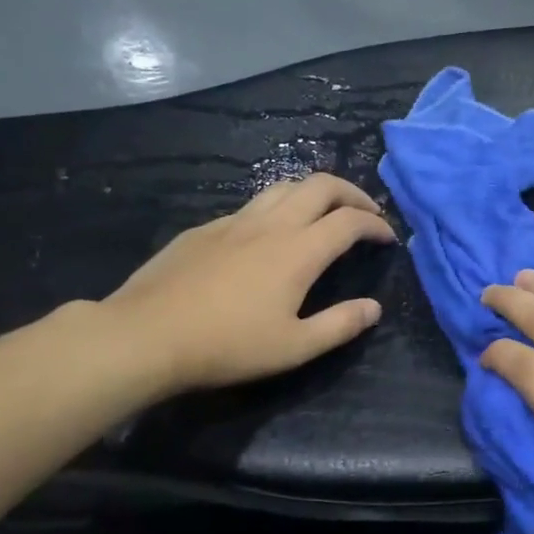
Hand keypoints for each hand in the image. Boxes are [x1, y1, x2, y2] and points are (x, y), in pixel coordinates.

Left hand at [99, 174, 395, 396]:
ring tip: (324, 212)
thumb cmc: (227, 345)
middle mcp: (271, 224)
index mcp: (298, 251)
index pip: (349, 221)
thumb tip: (374, 308)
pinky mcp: (205, 228)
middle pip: (320, 185)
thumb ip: (340, 325)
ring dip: (314, 192)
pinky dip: (278, 207)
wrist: (146, 335)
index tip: (387, 237)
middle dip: (351, 193)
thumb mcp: (295, 347)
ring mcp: (234, 221)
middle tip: (366, 212)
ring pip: (284, 186)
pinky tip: (270, 234)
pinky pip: (253, 205)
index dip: (375, 224)